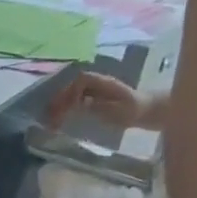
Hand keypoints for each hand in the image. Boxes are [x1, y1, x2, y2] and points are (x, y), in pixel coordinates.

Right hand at [42, 72, 156, 132]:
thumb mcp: (119, 111)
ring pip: (73, 92)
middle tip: (49, 114)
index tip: (65, 106)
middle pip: (73, 85)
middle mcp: (98, 83)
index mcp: (104, 83)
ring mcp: (95, 90)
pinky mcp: (94, 98)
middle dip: (60, 98)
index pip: (82, 80)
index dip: (71, 90)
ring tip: (51, 118)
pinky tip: (60, 117)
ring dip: (60, 103)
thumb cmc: (134, 111)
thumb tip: (80, 103)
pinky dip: (66, 107)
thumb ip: (100, 106)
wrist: (146, 110)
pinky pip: (75, 98)